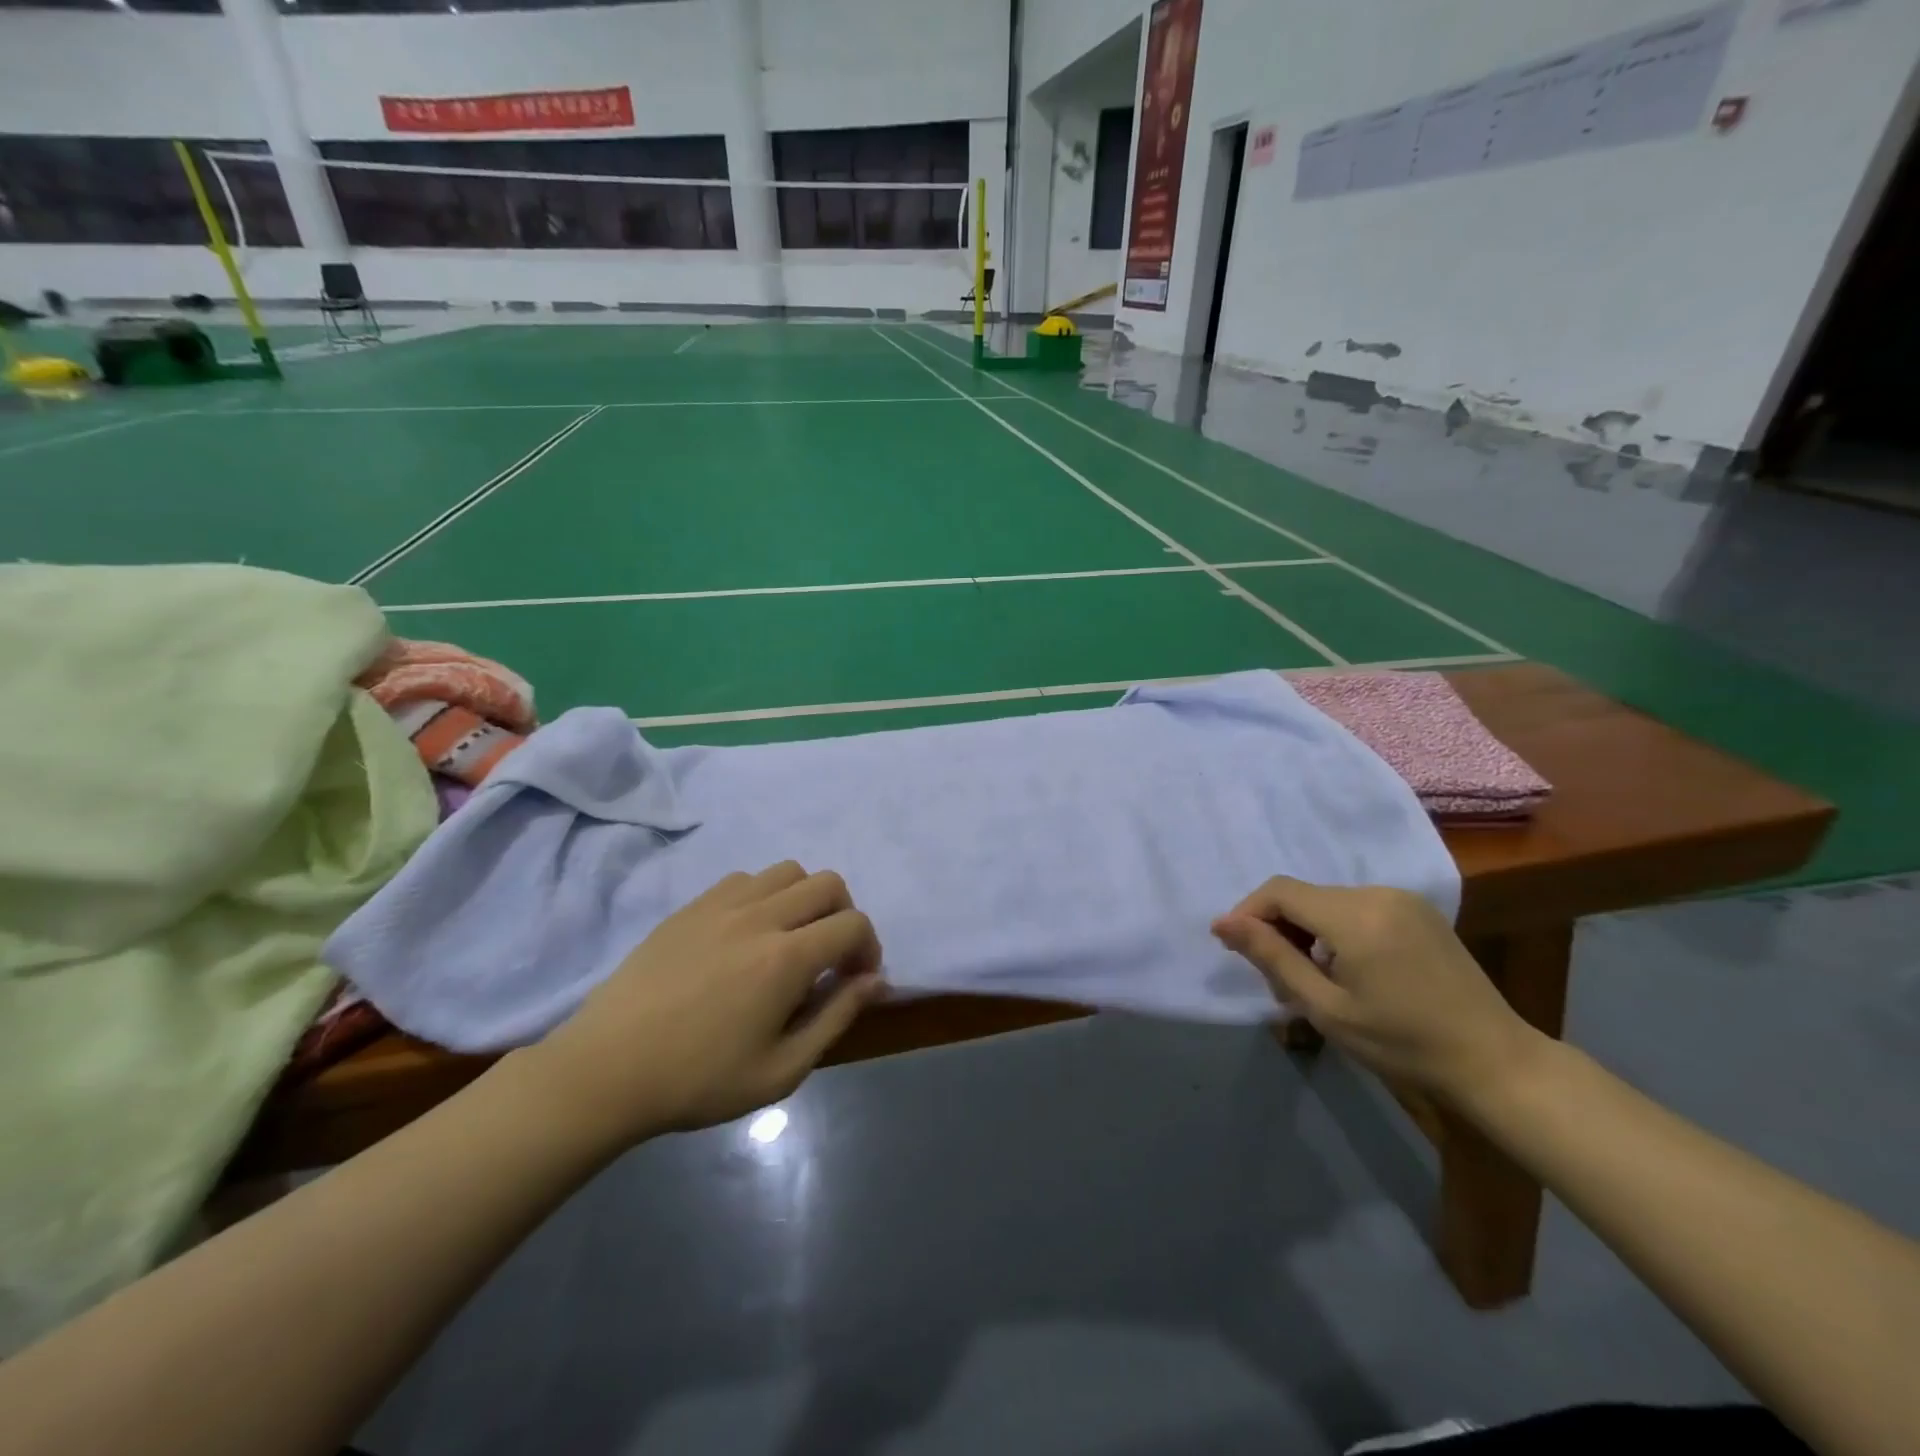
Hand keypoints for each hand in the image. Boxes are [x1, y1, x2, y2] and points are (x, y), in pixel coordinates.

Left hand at [529, 863, 885, 1146]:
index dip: (869, 948)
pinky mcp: (692, 906)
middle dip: (844, 916)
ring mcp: (722, 904)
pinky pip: (745, 879)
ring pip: (788, 871)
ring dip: (805, 899)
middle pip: (828, 884)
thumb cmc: (699, 1080)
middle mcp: (761, 916)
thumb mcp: (781, 1071)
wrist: (607, 1070)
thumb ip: (836, 1017)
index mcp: (786, 958)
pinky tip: (747, 934)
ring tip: (790, 939)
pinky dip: (764, 896)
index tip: (856, 980)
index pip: (853, 925)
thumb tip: (876, 980)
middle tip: (829, 957)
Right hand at [1212, 878, 1542, 1102]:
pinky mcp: (1418, 911)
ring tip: (1310, 981)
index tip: (1234, 948)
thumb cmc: (1403, 1043)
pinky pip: (1356, 908)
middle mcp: (1377, 893)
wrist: (1494, 1061)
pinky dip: (1335, 931)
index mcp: (1355, 915)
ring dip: (1305, 932)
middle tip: (1277, 983)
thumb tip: (1222, 923)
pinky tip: (1345, 970)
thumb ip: (1272, 957)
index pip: (1279, 891)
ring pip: (1327, 902)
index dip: (1248, 913)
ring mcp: (1402, 900)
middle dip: (1277, 930)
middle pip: (1303, 896)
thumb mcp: (1326, 1007)